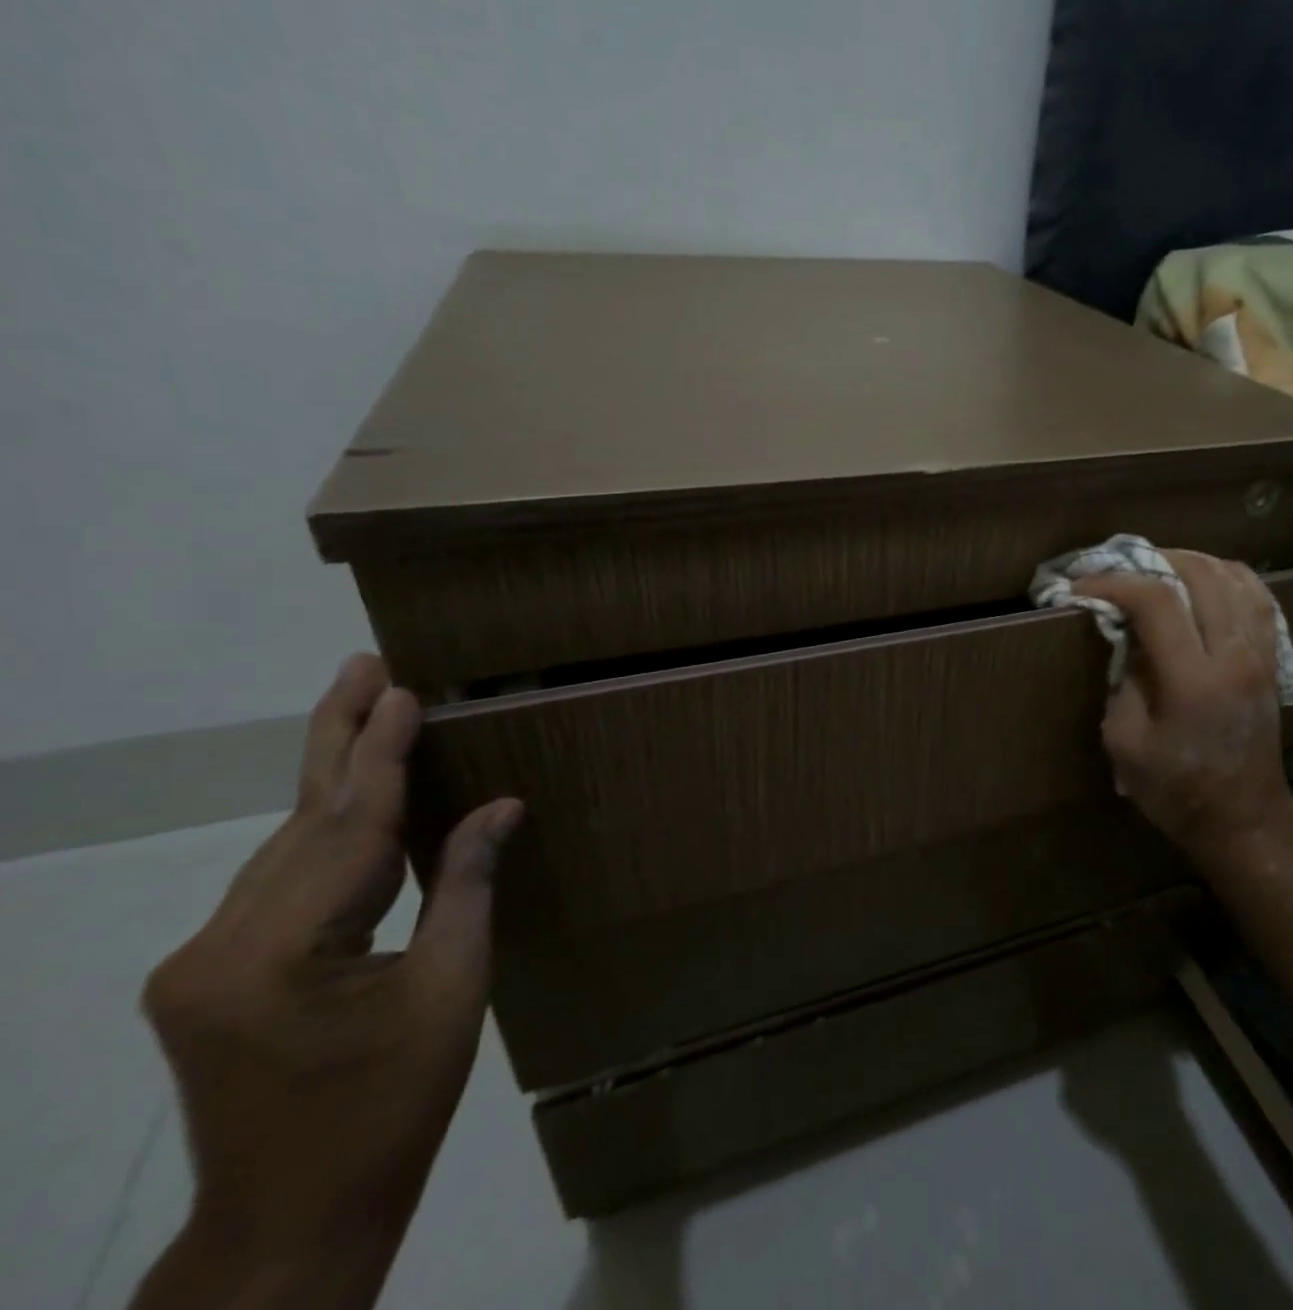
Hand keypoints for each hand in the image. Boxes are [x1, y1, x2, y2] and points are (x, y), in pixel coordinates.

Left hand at [134, 655, 520, 1309]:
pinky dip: (330, 834)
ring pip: (287, 847)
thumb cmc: (390, 1107)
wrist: (292, 1220)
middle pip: (300, 821)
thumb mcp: (451, 989)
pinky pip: (284, 883)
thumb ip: (466, 885)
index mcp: (274, 956)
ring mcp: (202, 963)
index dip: (381, 754)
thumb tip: (499, 808)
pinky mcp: (211, 976)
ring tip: (366, 711)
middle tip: (360, 663)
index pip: (348, 827)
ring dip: (334, 780)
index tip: (401, 689)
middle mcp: (216, 947)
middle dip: (338, 737)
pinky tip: (360, 801)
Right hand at [1072, 551, 1291, 852]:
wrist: (1244, 818)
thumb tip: (1127, 638)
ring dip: (1193, 562)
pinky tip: (1206, 581)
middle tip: (1122, 569)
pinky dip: (1229, 577)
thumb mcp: (1125, 742)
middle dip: (1154, 560)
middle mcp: (1233, 655)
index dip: (1115, 583)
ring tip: (1161, 567)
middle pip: (1201, 575)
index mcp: (1192, 679)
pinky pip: (1259, 598)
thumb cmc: (1175, 789)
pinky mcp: (1272, 659)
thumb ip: (1123, 681)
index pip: (1156, 601)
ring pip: (1235, 578)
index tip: (1083, 586)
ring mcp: (1260, 654)